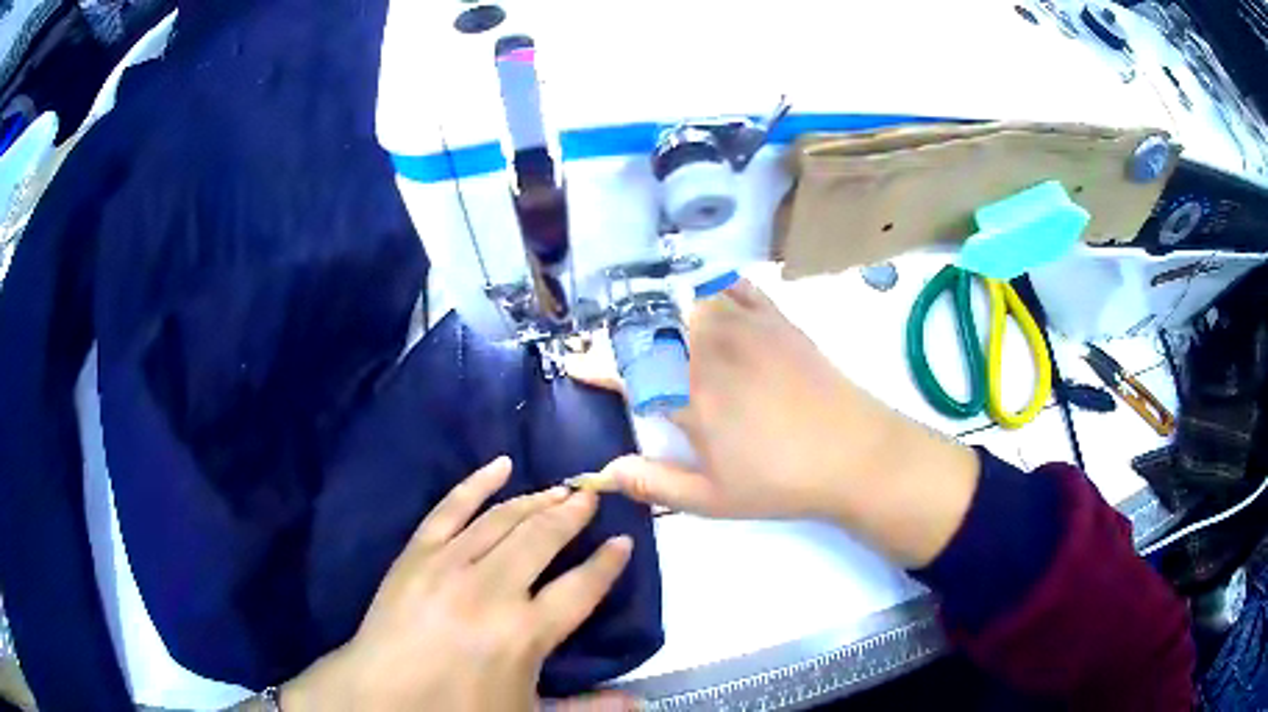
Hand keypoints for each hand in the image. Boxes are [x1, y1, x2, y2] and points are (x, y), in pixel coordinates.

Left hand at [279, 458, 637, 711]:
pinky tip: (500, 465)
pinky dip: (477, 483)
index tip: (623, 540)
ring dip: (536, 500)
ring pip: (503, 519)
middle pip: (543, 539)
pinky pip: (450, 507)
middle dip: (573, 514)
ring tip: (560, 489)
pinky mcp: (417, 553)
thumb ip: (587, 707)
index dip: (607, 563)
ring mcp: (450, 564)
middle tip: (592, 496)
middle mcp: (492, 590)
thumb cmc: (458, 709)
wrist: (382, 696)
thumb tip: (642, 703)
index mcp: (525, 632)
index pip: (580, 587)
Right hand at [569, 278, 978, 566]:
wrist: (855, 453)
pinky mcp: (776, 318)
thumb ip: (653, 482)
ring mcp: (745, 327)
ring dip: (664, 308)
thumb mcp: (712, 497)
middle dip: (625, 337)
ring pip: (687, 299)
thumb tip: (601, 473)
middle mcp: (709, 350)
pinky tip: (707, 296)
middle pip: (652, 326)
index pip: (626, 371)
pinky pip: (734, 286)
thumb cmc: (780, 481)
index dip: (594, 366)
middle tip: (617, 351)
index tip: (577, 365)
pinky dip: (713, 286)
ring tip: (657, 324)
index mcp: (688, 396)